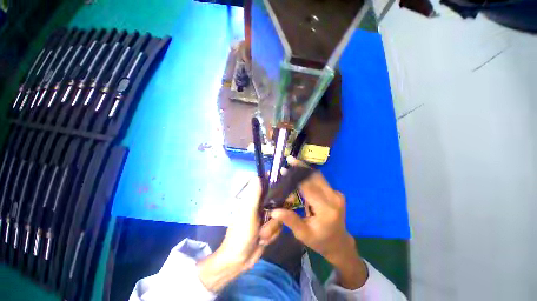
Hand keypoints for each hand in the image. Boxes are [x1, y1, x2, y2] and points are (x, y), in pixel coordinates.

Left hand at [197, 177, 281, 291]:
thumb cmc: (241, 234)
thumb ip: (254, 195)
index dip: (276, 185)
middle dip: (276, 215)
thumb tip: (258, 176)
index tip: (285, 190)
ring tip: (261, 235)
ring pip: (281, 216)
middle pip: (278, 201)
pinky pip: (280, 226)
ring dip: (272, 228)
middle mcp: (261, 205)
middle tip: (271, 219)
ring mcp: (266, 217)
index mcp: (254, 199)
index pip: (267, 186)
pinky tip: (263, 240)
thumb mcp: (248, 213)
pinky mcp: (270, 227)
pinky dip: (273, 234)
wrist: (239, 261)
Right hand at [271, 156, 367, 288]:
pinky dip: (309, 175)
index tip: (284, 169)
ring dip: (305, 169)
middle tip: (289, 160)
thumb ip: (290, 220)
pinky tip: (300, 172)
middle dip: (301, 167)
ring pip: (318, 176)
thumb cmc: (320, 241)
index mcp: (326, 209)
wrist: (339, 243)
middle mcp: (334, 198)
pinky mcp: (335, 192)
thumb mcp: (303, 234)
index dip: (295, 177)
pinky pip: (320, 180)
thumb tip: (274, 210)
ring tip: (293, 163)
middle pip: (315, 177)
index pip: (309, 187)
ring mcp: (337, 194)